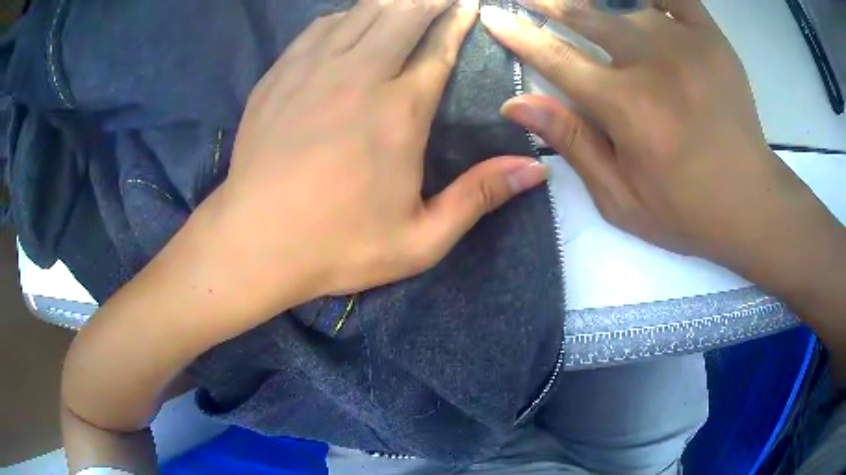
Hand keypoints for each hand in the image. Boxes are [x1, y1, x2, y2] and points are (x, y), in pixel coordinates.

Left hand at [207, 0, 546, 318]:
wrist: (253, 244)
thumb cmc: (337, 246)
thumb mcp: (421, 240)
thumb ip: (478, 197)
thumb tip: (535, 168)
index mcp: (399, 112)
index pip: (438, 49)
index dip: (457, 23)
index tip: (470, 5)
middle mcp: (359, 76)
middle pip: (401, 16)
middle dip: (428, 0)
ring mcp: (312, 71)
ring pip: (359, 14)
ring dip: (388, 2)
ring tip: (405, 1)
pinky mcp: (278, 77)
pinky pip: (317, 29)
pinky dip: (341, 17)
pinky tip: (348, 19)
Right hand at [480, 0, 840, 280]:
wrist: (751, 204)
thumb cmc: (685, 210)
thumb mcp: (620, 198)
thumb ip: (572, 142)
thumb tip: (516, 103)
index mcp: (625, 105)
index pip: (554, 57)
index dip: (518, 34)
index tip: (493, 16)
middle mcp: (650, 62)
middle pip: (584, 16)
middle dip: (548, 4)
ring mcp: (684, 44)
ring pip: (626, 8)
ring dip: (599, 7)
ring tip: (586, 11)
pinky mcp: (711, 39)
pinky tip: (638, 2)